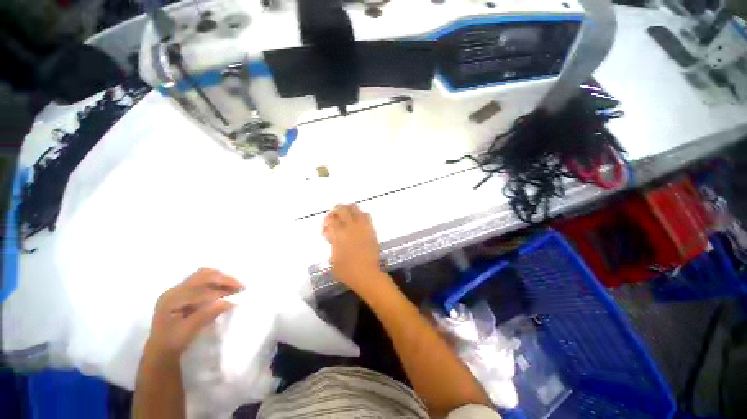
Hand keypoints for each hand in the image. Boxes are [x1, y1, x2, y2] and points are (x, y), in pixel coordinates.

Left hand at [144, 268, 243, 360]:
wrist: (160, 350)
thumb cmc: (172, 343)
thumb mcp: (188, 331)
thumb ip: (206, 315)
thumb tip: (229, 302)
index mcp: (172, 299)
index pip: (201, 290)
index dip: (220, 293)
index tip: (238, 298)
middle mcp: (174, 290)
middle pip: (203, 275)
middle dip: (224, 280)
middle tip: (240, 287)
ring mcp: (178, 289)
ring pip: (204, 275)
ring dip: (222, 280)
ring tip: (236, 287)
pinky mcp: (184, 292)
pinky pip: (203, 281)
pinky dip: (217, 283)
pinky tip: (225, 290)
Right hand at [323, 204, 384, 291]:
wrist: (367, 274)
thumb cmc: (347, 271)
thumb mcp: (332, 259)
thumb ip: (332, 244)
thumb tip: (332, 236)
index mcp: (338, 234)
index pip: (330, 220)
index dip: (326, 221)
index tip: (326, 227)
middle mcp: (349, 227)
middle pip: (341, 209)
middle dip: (335, 210)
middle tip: (334, 216)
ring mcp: (361, 227)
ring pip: (355, 208)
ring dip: (348, 209)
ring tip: (346, 214)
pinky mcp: (371, 229)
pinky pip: (367, 215)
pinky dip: (361, 214)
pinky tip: (358, 220)